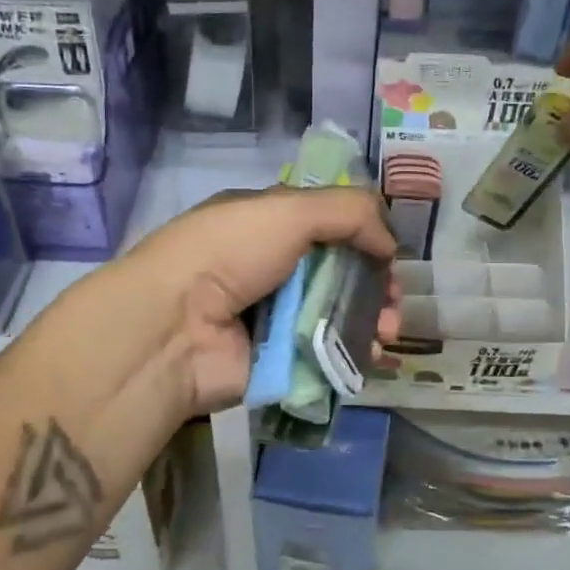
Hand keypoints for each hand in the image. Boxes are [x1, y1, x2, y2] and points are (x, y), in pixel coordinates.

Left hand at [84, 186, 398, 417]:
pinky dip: (354, 351)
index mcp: (267, 223)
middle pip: (339, 272)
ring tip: (388, 329)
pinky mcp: (279, 360)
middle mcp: (271, 267)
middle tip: (395, 300)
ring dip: (372, 318)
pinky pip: (326, 353)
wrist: (174, 327)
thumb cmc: (229, 253)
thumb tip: (391, 242)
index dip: (363, 234)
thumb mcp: (288, 209)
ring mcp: (275, 316)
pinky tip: (374, 351)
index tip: (390, 252)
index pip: (327, 223)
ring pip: (338, 314)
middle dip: (376, 283)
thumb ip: (349, 212)